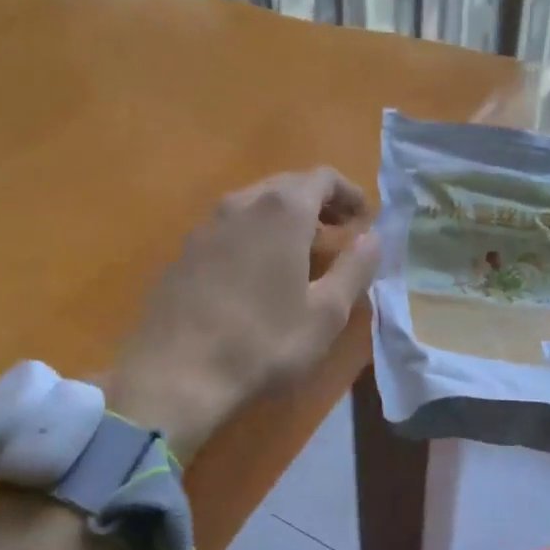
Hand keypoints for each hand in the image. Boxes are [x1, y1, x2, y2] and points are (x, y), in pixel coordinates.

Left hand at [105, 168, 380, 460]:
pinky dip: (254, 235)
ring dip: (284, 218)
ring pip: (254, 205)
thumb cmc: (263, 342)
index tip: (364, 219)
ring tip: (301, 252)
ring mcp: (206, 225)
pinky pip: (229, 228)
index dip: (349, 193)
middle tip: (339, 233)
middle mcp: (241, 203)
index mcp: (281, 210)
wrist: (176, 373)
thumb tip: (373, 238)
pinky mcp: (183, 251)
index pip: (323, 177)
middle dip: (318, 203)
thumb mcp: (326, 313)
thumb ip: (355, 267)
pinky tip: (257, 273)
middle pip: (287, 185)